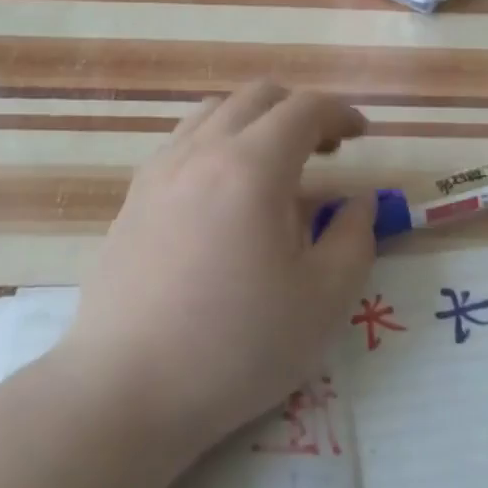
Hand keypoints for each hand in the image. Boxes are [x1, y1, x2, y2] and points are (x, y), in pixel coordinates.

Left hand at [62, 82, 375, 451]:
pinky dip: (219, 143)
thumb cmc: (236, 347)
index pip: (304, 109)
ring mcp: (160, 171)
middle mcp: (201, 151)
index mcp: (252, 168)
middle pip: (257, 97)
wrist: (125, 391)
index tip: (361, 134)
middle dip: (300, 110)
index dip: (340, 113)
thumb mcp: (323, 300)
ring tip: (276, 166)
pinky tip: (226, 193)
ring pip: (215, 112)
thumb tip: (359, 202)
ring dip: (256, 122)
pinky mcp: (134, 198)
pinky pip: (184, 142)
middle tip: (326, 148)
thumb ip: (355, 238)